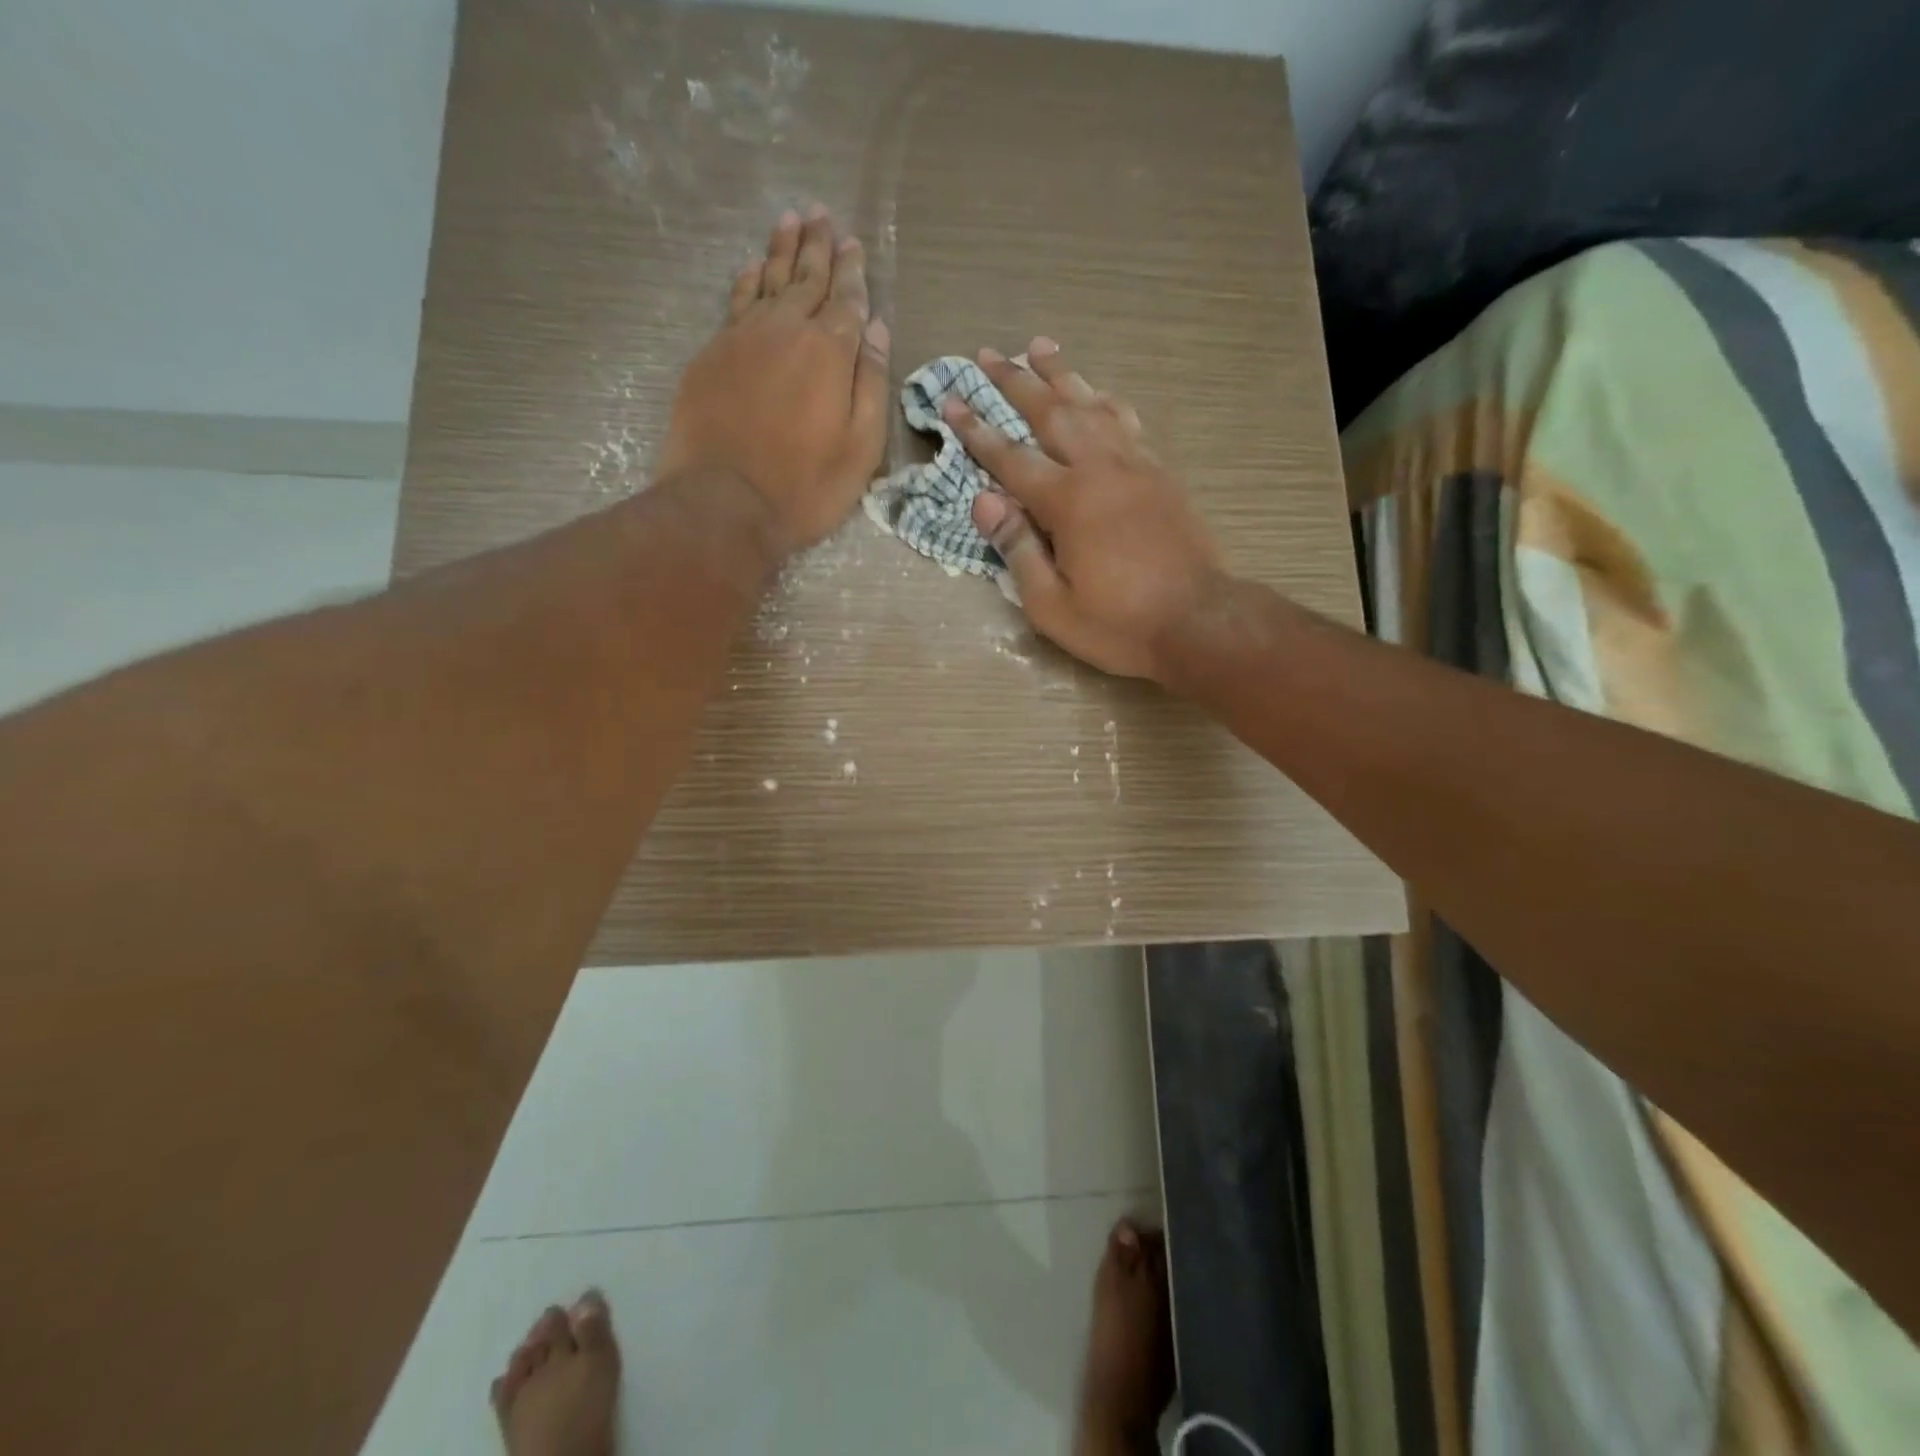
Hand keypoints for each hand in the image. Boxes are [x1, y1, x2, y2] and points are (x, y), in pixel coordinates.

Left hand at [656, 206, 890, 556]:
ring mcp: (743, 338)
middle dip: (818, 246)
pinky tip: (753, 266)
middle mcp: (786, 330)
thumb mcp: (860, 449)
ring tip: (791, 220)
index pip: (846, 300)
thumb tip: (877, 330)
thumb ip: (871, 385)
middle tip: (822, 214)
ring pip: (768, 280)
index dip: (853, 272)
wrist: (724, 503)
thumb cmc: (805, 487)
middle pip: (806, 278)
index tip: (854, 244)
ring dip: (782, 250)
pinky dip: (748, 279)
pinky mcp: (712, 354)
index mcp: (830, 352)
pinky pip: (736, 302)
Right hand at [943, 339, 1224, 681]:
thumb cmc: (1118, 624)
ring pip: (1092, 405)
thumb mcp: (1052, 605)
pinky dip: (1104, 400)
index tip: (951, 399)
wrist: (1198, 622)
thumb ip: (1017, 549)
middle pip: (1052, 412)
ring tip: (1040, 346)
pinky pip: (1126, 422)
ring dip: (1062, 374)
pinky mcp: (1160, 473)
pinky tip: (1096, 392)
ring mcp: (1136, 465)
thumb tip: (984, 500)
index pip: (1010, 457)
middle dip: (1016, 382)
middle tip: (988, 354)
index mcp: (1068, 502)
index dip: (977, 430)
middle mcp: (1100, 469)